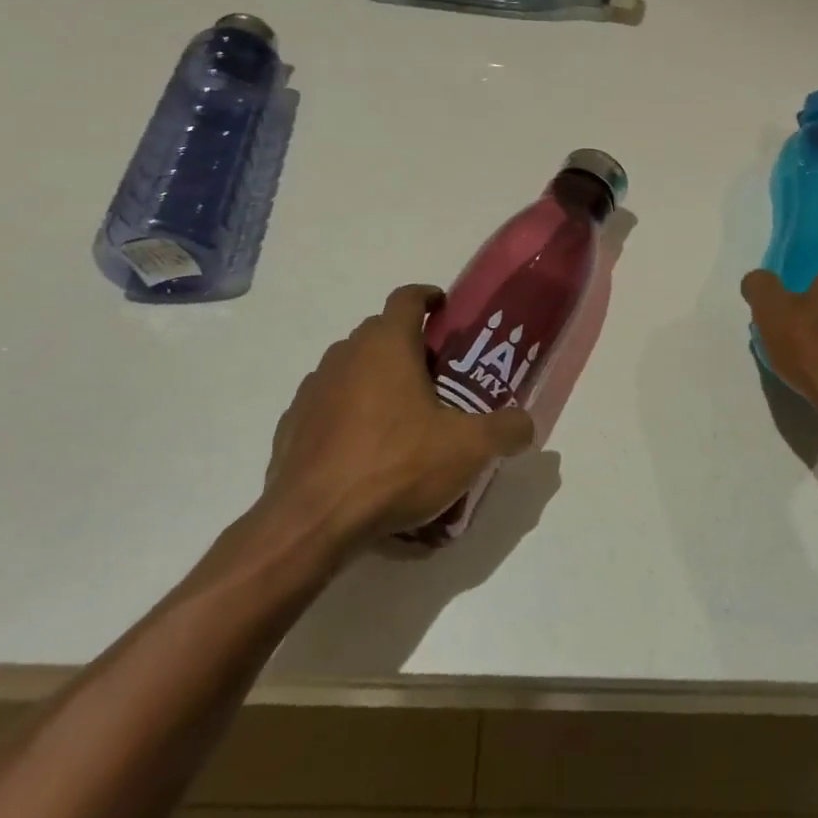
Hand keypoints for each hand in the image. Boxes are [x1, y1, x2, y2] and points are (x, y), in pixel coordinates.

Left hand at [260, 284, 535, 546]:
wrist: (312, 521)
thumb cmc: (396, 466)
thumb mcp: (468, 449)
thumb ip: (506, 429)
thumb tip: (526, 423)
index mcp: (386, 345)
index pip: (406, 298)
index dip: (428, 297)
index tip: (444, 309)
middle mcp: (345, 355)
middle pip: (379, 332)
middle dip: (408, 345)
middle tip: (437, 376)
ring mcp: (313, 389)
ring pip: (351, 368)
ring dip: (376, 379)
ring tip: (403, 417)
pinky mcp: (292, 425)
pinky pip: (328, 405)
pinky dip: (348, 414)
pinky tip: (366, 450)